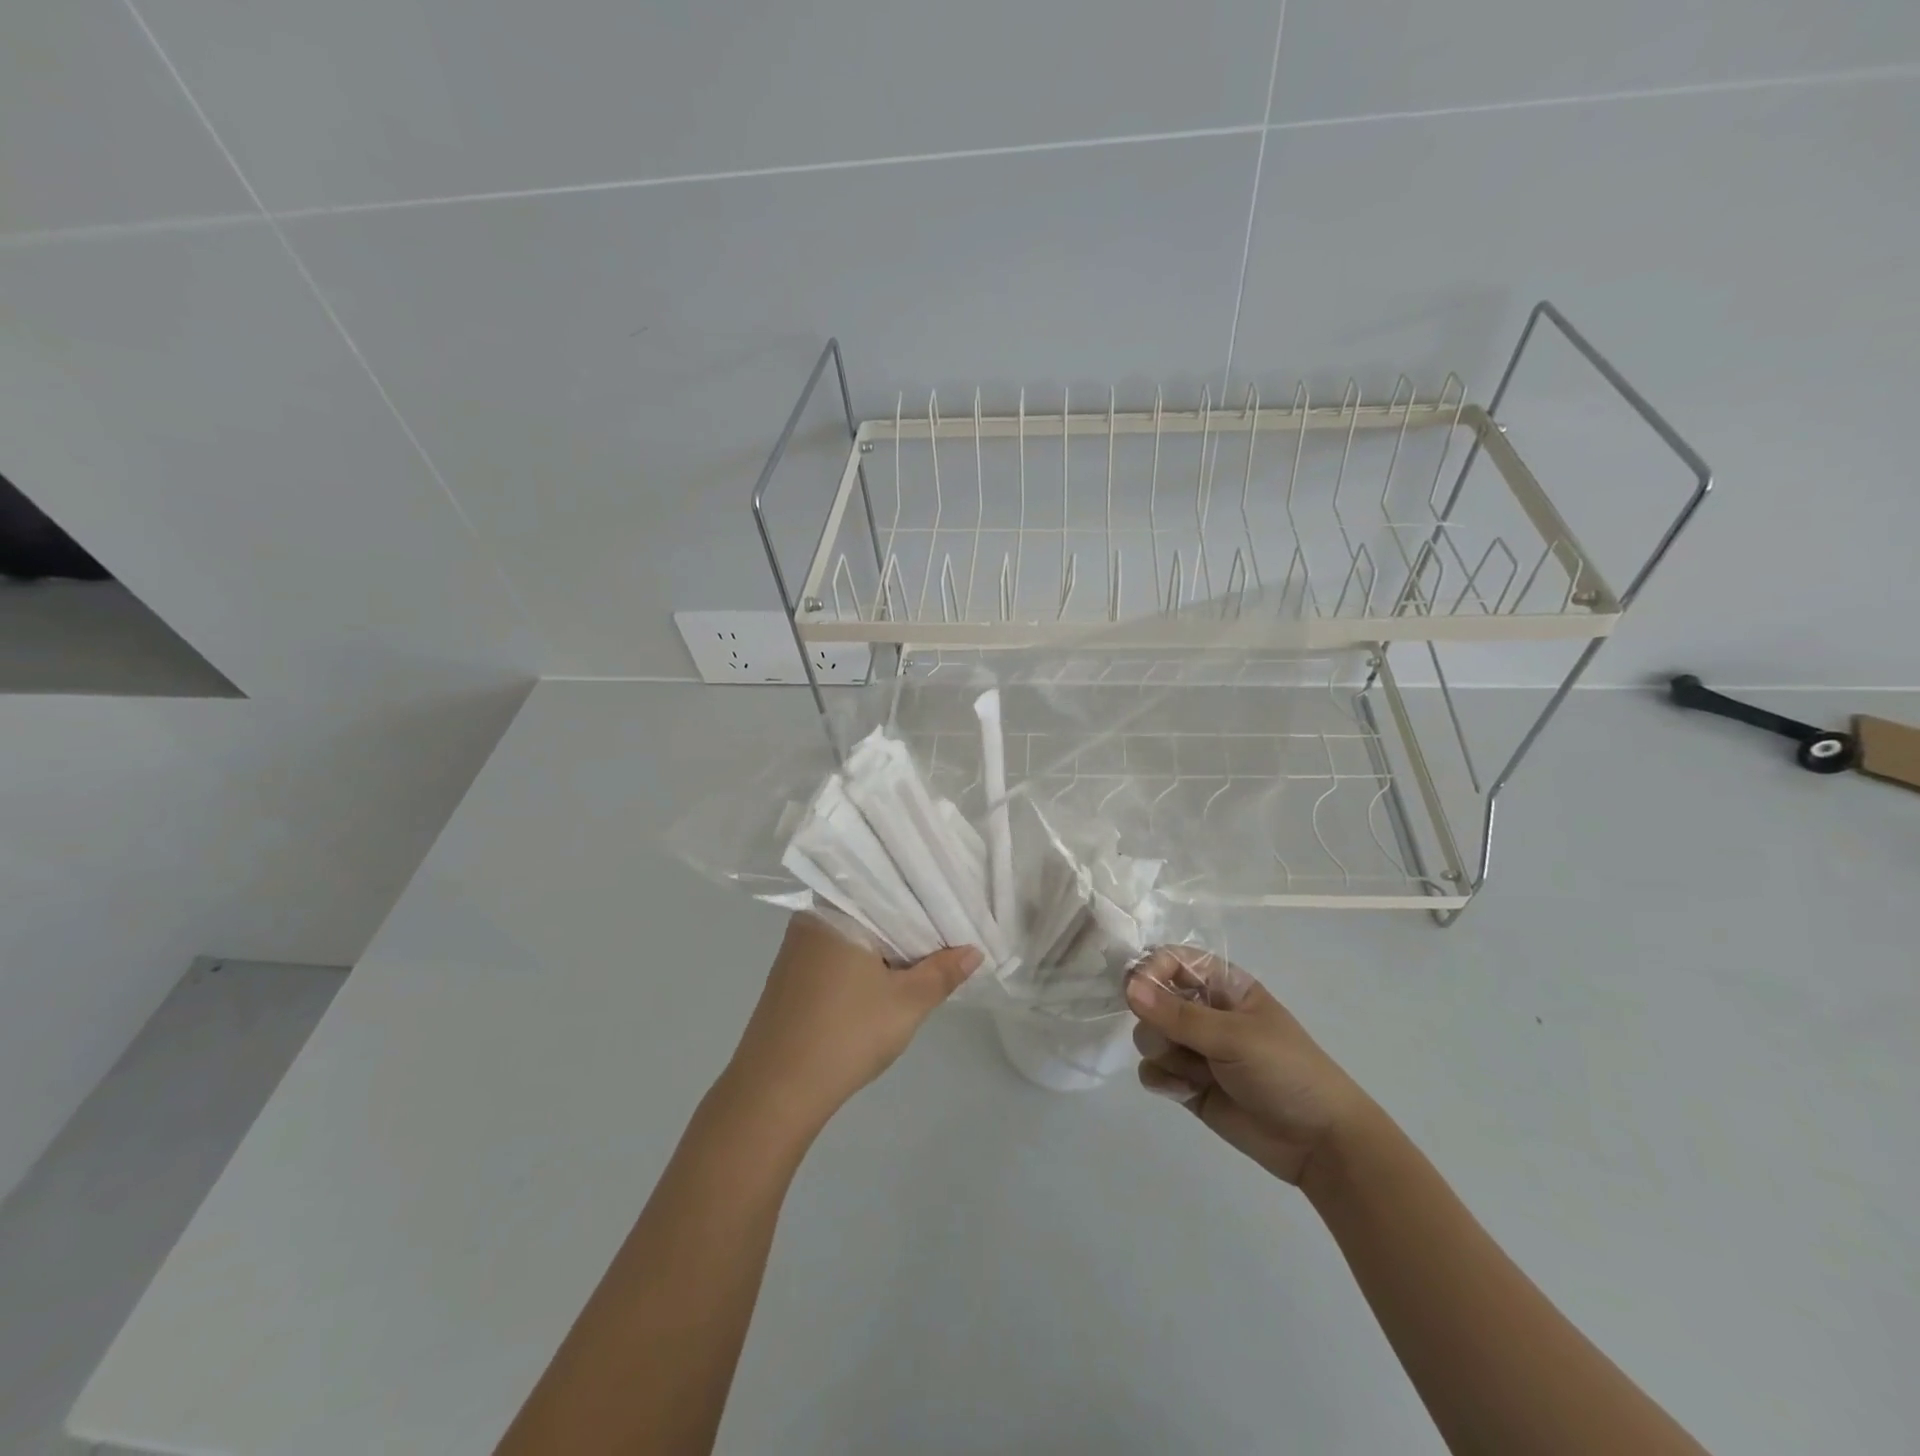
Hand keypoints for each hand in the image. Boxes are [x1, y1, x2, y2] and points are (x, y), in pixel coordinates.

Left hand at [727, 914, 980, 1126]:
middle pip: (870, 909)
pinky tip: (885, 977)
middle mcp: (812, 919)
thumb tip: (974, 951)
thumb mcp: (906, 1004)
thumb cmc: (845, 1035)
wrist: (774, 1091)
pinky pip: (836, 952)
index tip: (953, 900)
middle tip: (948, 928)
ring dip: (884, 944)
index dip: (924, 894)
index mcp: (837, 911)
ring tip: (925, 952)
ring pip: (854, 932)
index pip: (888, 885)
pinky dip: (863, 960)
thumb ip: (942, 973)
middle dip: (907, 922)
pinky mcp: (790, 975)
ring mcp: (797, 948)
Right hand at [1126, 947, 1370, 1185]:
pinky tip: (1185, 1092)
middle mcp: (1205, 1012)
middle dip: (1154, 1021)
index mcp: (1223, 986)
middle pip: (1152, 999)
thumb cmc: (1286, 1072)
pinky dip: (1162, 1080)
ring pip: (1149, 1036)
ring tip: (1193, 1073)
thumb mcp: (1234, 1036)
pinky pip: (1153, 1071)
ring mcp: (1195, 1050)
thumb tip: (1128, 986)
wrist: (1319, 1144)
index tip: (1136, 990)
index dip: (1151, 970)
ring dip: (1162, 1053)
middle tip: (1175, 1042)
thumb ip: (1178, 1014)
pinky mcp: (1188, 1084)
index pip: (1173, 960)